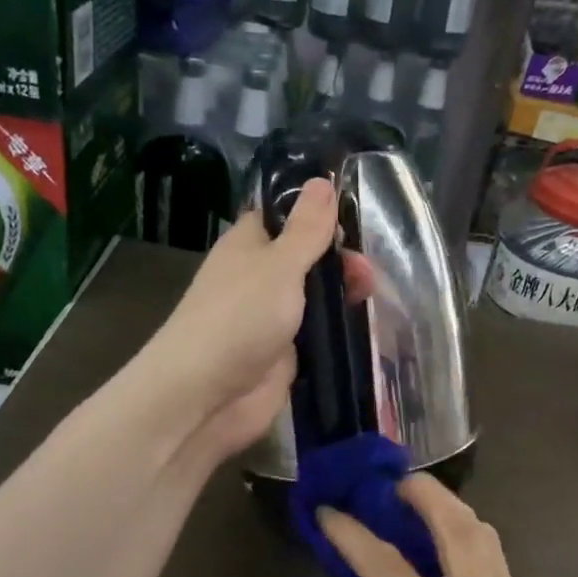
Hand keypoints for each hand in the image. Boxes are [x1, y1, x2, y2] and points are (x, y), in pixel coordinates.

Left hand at [148, 178, 338, 461]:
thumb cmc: (239, 318)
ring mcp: (271, 317)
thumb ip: (306, 229)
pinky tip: (364, 325)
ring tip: (371, 297)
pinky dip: (337, 329)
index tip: (355, 216)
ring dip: (343, 294)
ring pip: (315, 296)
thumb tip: (322, 180)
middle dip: (339, 259)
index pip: (286, 216)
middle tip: (366, 274)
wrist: (205, 396)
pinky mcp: (284, 353)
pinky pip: (317, 333)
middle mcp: (259, 277)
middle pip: (307, 257)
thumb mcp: (279, 265)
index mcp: (249, 245)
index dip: (318, 213)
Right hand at [319, 476, 539, 576]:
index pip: (391, 568)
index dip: (354, 535)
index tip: (329, 511)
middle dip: (427, 494)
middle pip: (460, 529)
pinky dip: (469, 538)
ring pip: (487, 538)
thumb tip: (363, 576)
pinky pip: (495, 562)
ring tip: (416, 503)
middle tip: (394, 482)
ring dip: (452, 511)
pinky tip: (441, 541)